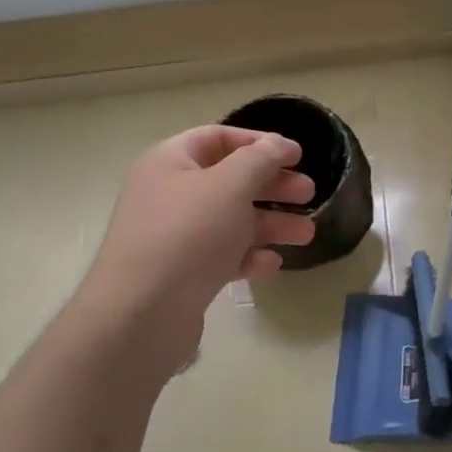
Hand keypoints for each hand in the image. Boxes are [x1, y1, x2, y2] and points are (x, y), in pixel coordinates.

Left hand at [74, 126, 314, 371]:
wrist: (141, 314)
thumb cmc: (188, 234)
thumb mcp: (230, 186)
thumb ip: (260, 160)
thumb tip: (278, 144)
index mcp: (170, 162)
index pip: (217, 138)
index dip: (259, 141)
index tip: (297, 154)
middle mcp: (168, 194)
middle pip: (229, 180)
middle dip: (272, 186)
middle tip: (309, 193)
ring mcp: (174, 236)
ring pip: (230, 221)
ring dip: (270, 224)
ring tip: (307, 234)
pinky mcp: (181, 274)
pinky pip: (221, 256)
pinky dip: (248, 256)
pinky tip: (272, 264)